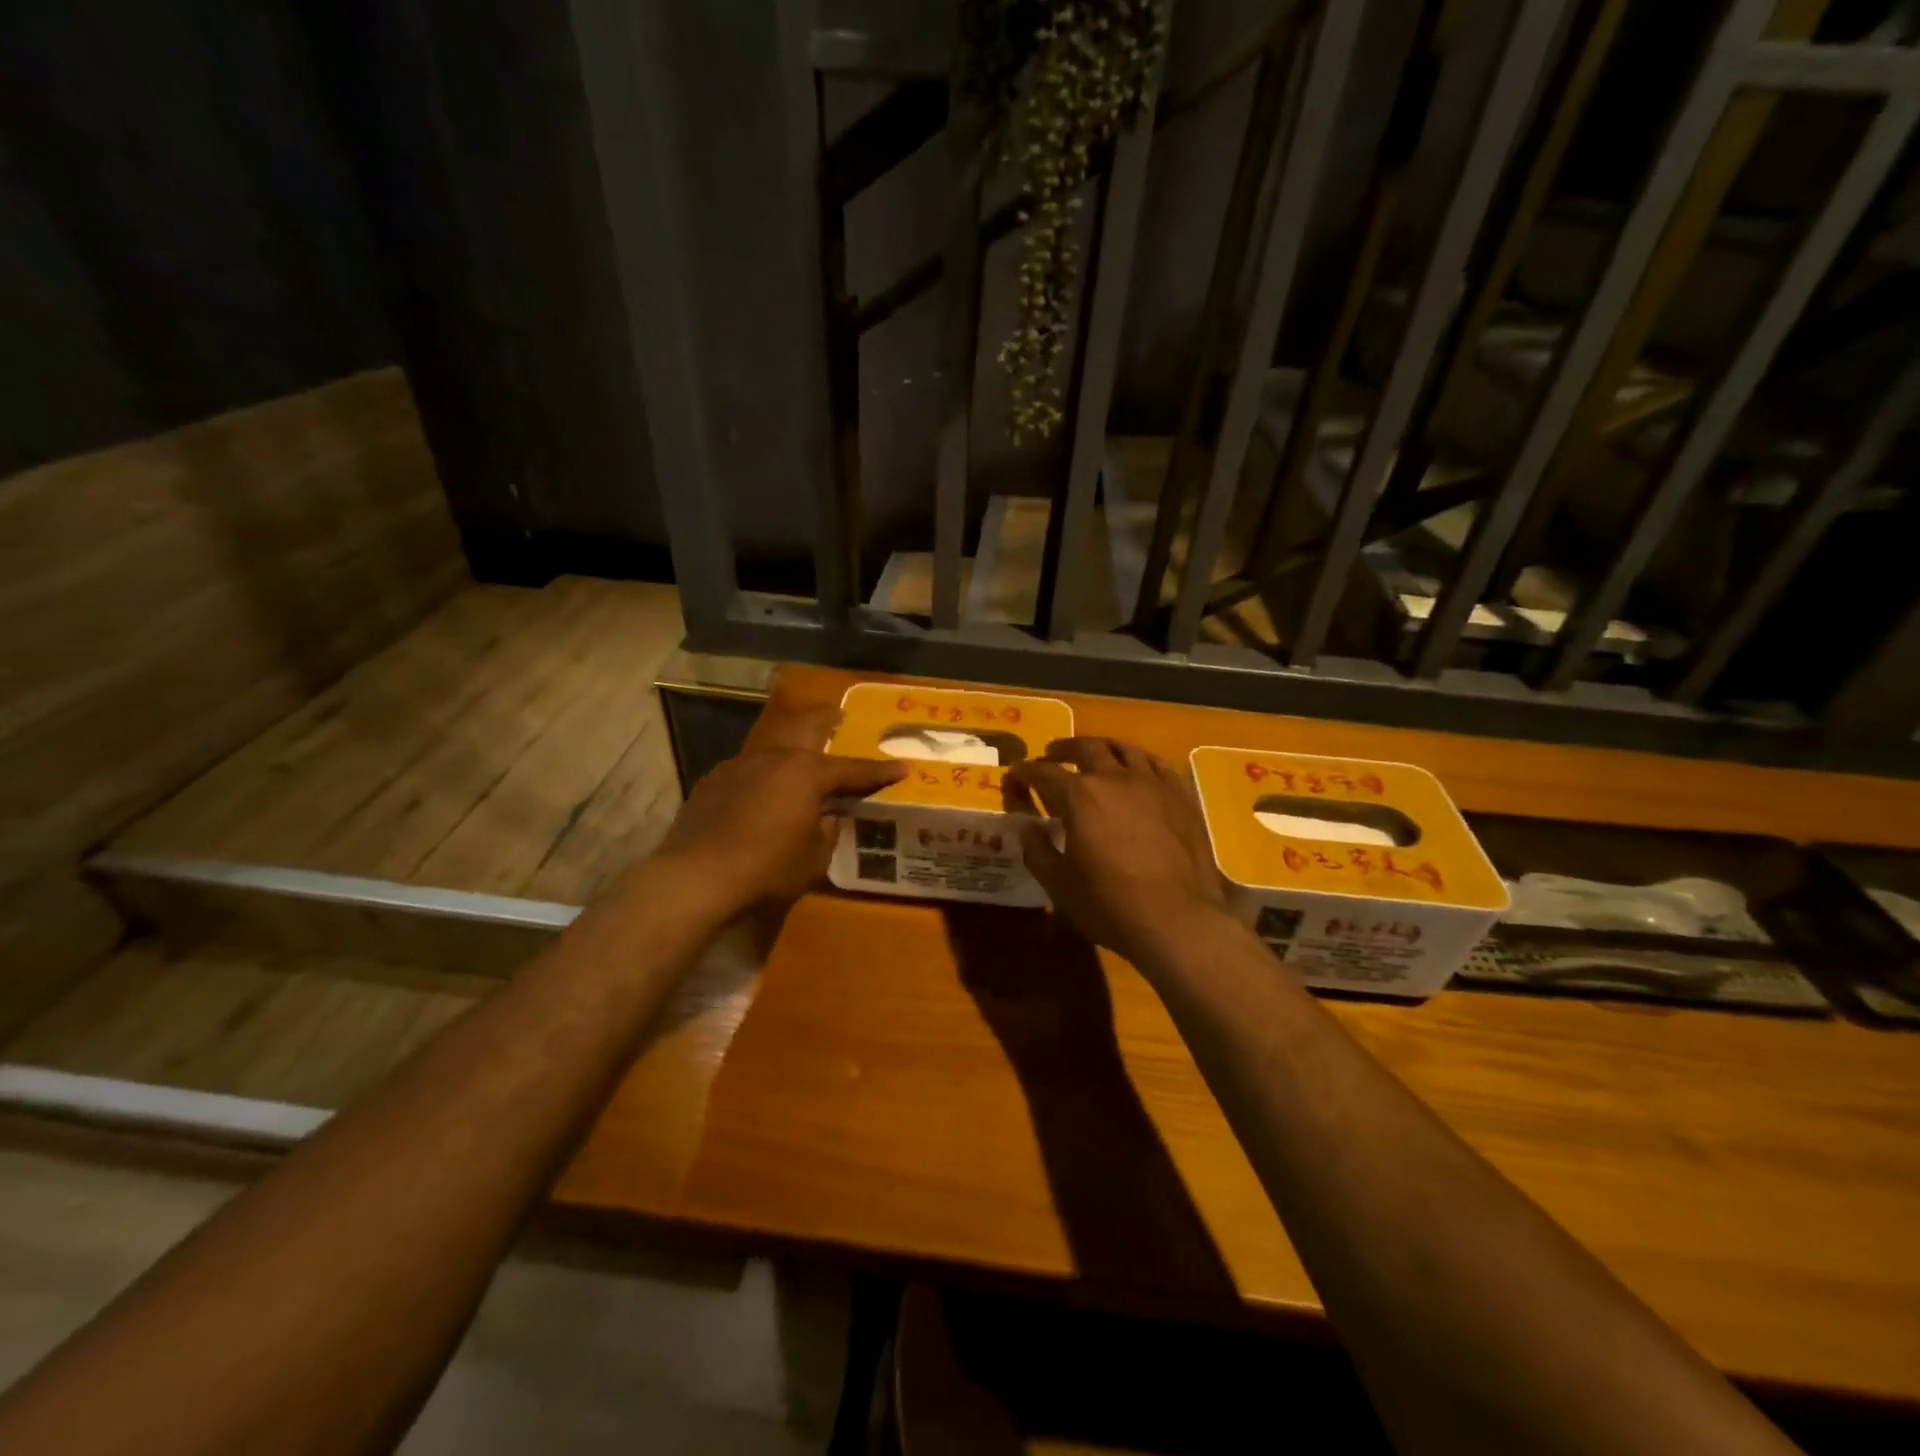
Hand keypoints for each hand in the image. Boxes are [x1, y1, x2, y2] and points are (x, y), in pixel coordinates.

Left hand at [653, 705, 904, 918]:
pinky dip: (764, 772)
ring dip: (792, 743)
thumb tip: (827, 816)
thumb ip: (827, 831)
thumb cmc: (767, 868)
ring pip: (773, 743)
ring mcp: (739, 765)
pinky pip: (748, 767)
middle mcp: (775, 758)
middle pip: (807, 726)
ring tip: (801, 751)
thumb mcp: (813, 858)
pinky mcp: (714, 781)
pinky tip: (762, 789)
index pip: (853, 769)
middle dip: (827, 719)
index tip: (902, 766)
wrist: (696, 877)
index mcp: (806, 773)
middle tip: (839, 715)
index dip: (879, 770)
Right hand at [1007, 738, 1235, 967]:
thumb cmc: (1109, 904)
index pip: (1044, 774)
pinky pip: (1159, 764)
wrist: (1178, 920)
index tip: (1016, 771)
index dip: (1027, 771)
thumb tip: (1027, 827)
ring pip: (1125, 749)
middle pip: (1086, 749)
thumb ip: (1038, 850)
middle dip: (1064, 749)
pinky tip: (1138, 767)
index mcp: (1080, 796)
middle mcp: (1115, 778)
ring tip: (1094, 751)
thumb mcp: (1059, 883)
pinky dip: (1141, 759)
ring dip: (1103, 746)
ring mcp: (1152, 784)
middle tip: (1052, 753)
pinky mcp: (1181, 797)